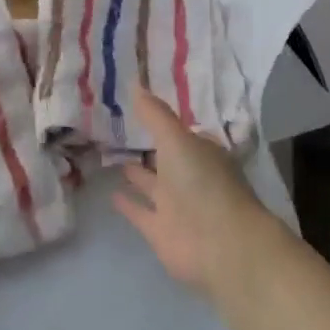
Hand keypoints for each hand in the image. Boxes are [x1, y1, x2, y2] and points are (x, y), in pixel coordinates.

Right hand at [114, 92, 280, 299]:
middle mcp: (190, 177)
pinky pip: (140, 212)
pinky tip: (110, 193)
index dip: (162, 121)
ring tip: (110, 155)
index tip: (139, 107)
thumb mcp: (176, 139)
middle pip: (165, 159)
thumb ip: (154, 115)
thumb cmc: (202, 182)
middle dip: (147, 146)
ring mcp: (176, 205)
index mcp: (201, 152)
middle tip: (117, 128)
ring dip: (135, 173)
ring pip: (151, 184)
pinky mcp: (161, 231)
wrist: (220, 245)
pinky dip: (128, 204)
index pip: (181, 133)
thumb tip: (134, 83)